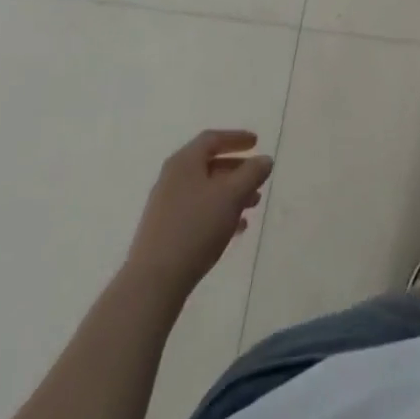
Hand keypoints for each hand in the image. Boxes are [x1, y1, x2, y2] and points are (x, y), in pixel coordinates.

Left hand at [126, 130, 272, 302]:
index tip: (256, 142)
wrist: (155, 279)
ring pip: (205, 189)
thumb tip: (264, 159)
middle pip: (208, 164)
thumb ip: (252, 173)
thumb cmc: (196, 227)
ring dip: (231, 192)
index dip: (236, 138)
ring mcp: (167, 205)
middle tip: (258, 176)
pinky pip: (198, 210)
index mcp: (184, 162)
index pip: (212, 139)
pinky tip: (236, 227)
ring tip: (253, 204)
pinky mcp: (166, 229)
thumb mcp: (232, 195)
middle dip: (237, 169)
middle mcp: (172, 178)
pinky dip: (219, 211)